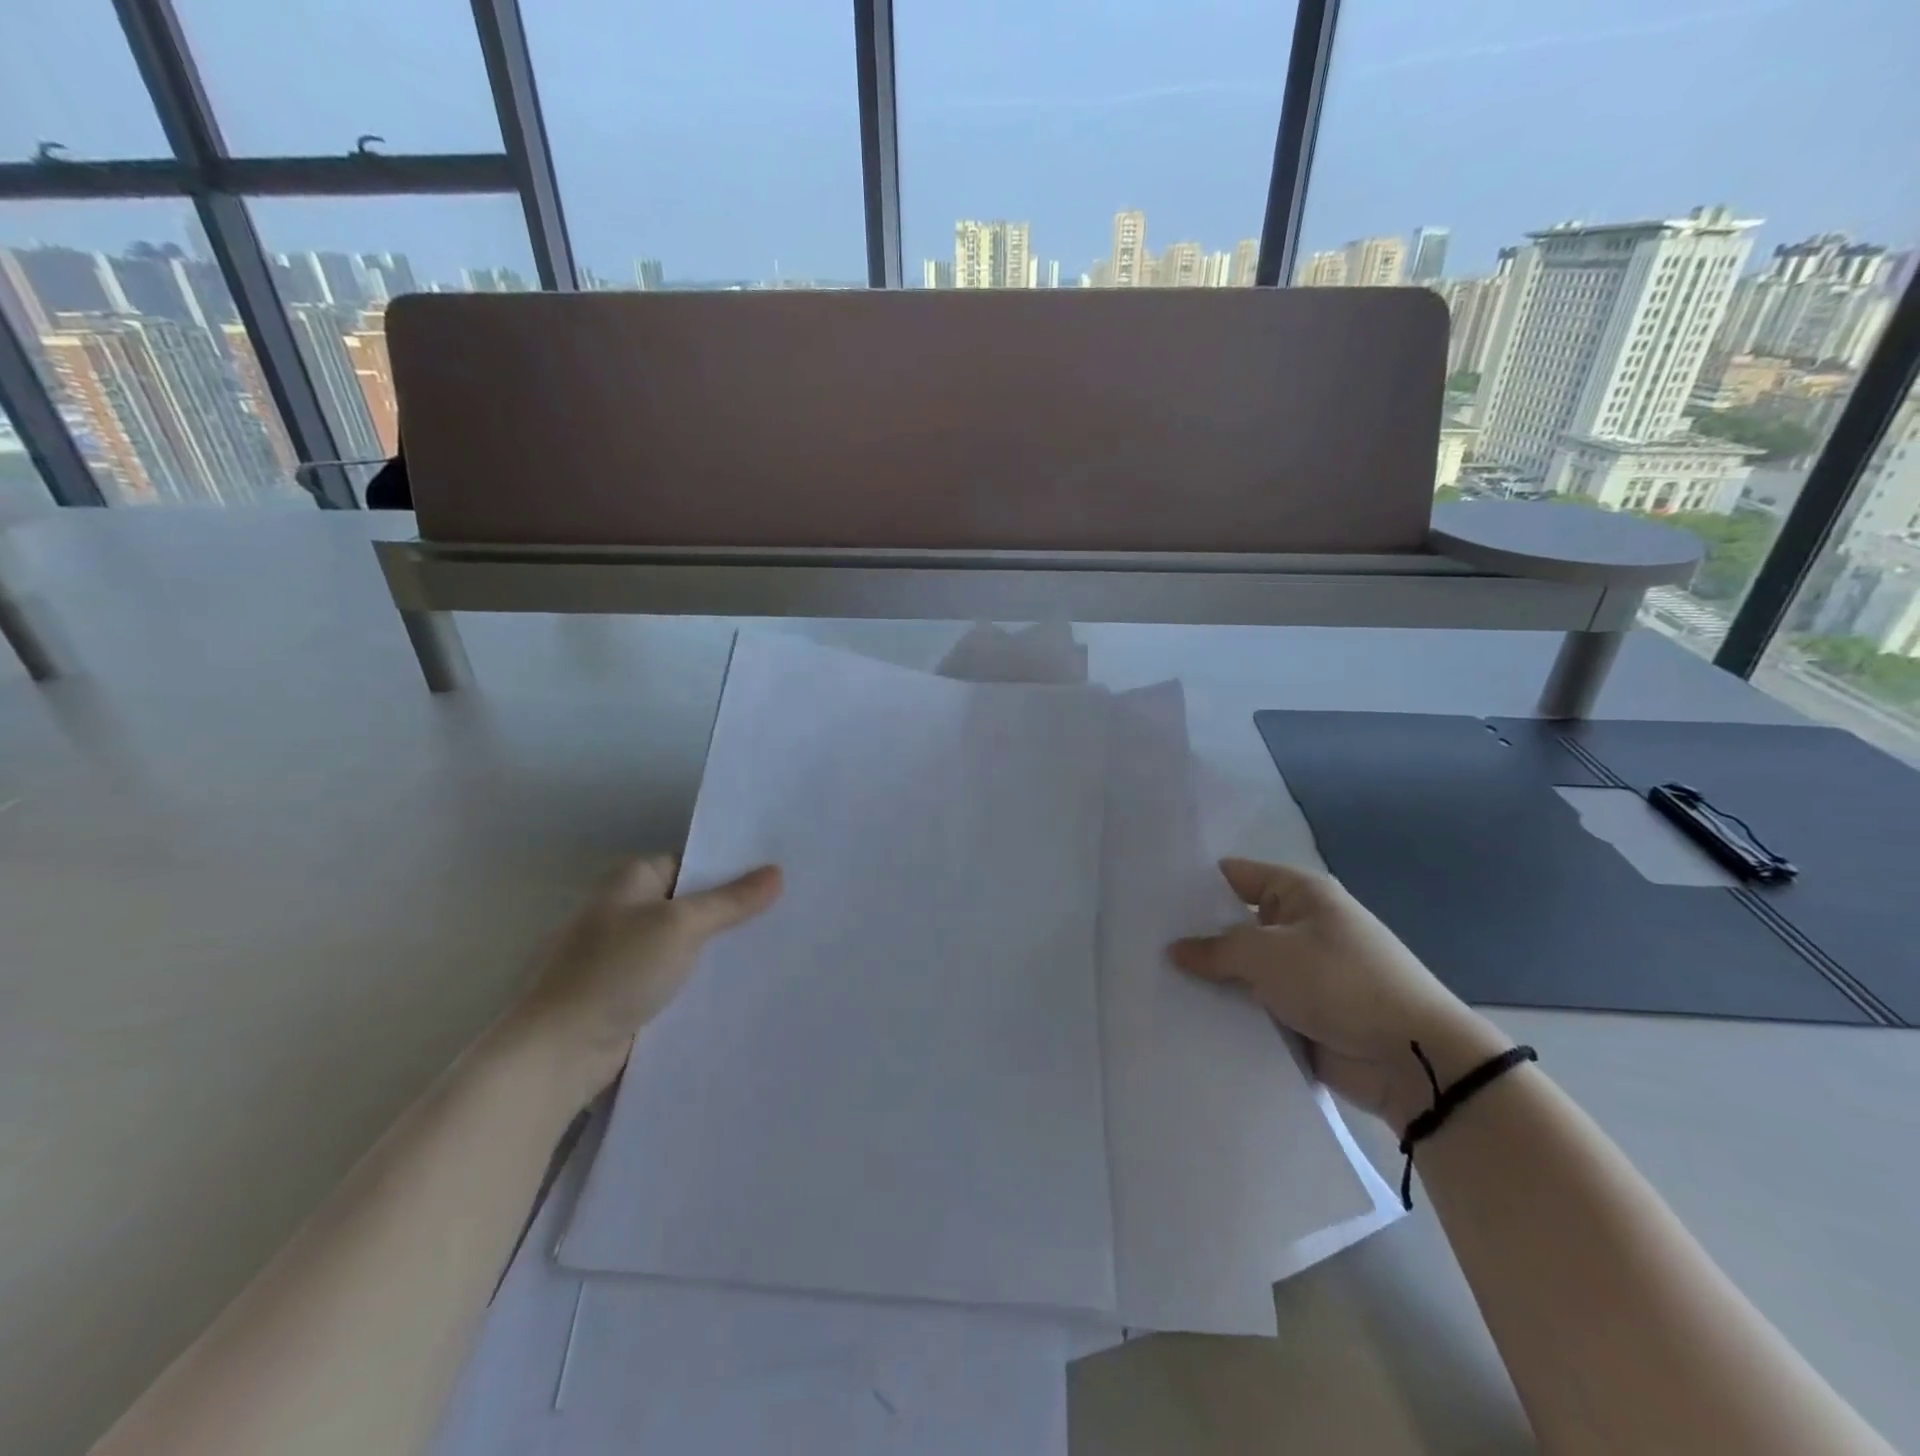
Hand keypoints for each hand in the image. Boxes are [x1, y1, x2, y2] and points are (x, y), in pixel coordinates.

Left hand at [500, 855, 781, 1111]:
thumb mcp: (681, 926)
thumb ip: (731, 901)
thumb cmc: (616, 972)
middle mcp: (627, 910)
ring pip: (687, 942)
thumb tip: (777, 872)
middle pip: (692, 902)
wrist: (559, 1052)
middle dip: (733, 909)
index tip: (778, 875)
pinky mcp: (630, 993)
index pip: (693, 862)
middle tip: (787, 910)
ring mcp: (627, 954)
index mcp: (632, 880)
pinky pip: (678, 976)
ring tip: (775, 945)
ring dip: (720, 947)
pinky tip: (740, 984)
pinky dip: (703, 978)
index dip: (733, 868)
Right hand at [1169, 858, 1505, 1131]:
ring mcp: (1303, 973)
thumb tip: (1175, 949)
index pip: (1235, 875)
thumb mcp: (1266, 953)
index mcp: (1300, 894)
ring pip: (1244, 969)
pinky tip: (1187, 1015)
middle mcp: (1301, 927)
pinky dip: (1231, 1012)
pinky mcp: (1304, 1015)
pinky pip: (1257, 1007)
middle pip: (1235, 923)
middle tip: (1141, 941)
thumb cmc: (1338, 982)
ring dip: (1212, 979)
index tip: (1150, 896)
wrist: (1411, 1058)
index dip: (1195, 884)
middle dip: (1196, 935)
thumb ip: (1215, 948)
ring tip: (1153, 979)